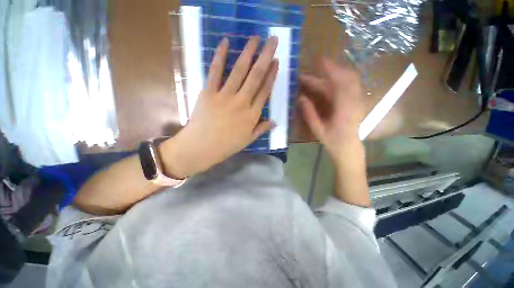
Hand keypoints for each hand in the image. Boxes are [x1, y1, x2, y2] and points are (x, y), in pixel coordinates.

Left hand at [160, 36, 278, 178]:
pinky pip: (215, 72)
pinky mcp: (209, 92)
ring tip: (255, 38)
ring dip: (248, 52)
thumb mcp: (248, 140)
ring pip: (239, 71)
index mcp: (252, 115)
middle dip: (265, 57)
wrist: (201, 147)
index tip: (276, 62)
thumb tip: (275, 122)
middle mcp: (242, 102)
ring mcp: (225, 96)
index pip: (265, 91)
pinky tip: (225, 43)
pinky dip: (219, 56)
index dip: (271, 75)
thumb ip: (262, 129)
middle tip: (272, 40)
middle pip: (256, 77)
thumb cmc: (226, 146)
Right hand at [299, 58, 364, 165]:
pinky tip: (327, 81)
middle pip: (346, 77)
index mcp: (345, 109)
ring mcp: (357, 100)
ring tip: (319, 72)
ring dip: (334, 73)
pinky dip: (338, 79)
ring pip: (348, 79)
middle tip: (315, 66)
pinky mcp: (356, 101)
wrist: (348, 147)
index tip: (319, 60)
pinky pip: (349, 84)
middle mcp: (354, 101)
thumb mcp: (318, 129)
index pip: (340, 83)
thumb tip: (300, 98)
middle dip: (330, 69)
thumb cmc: (333, 141)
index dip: (330, 70)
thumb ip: (309, 113)